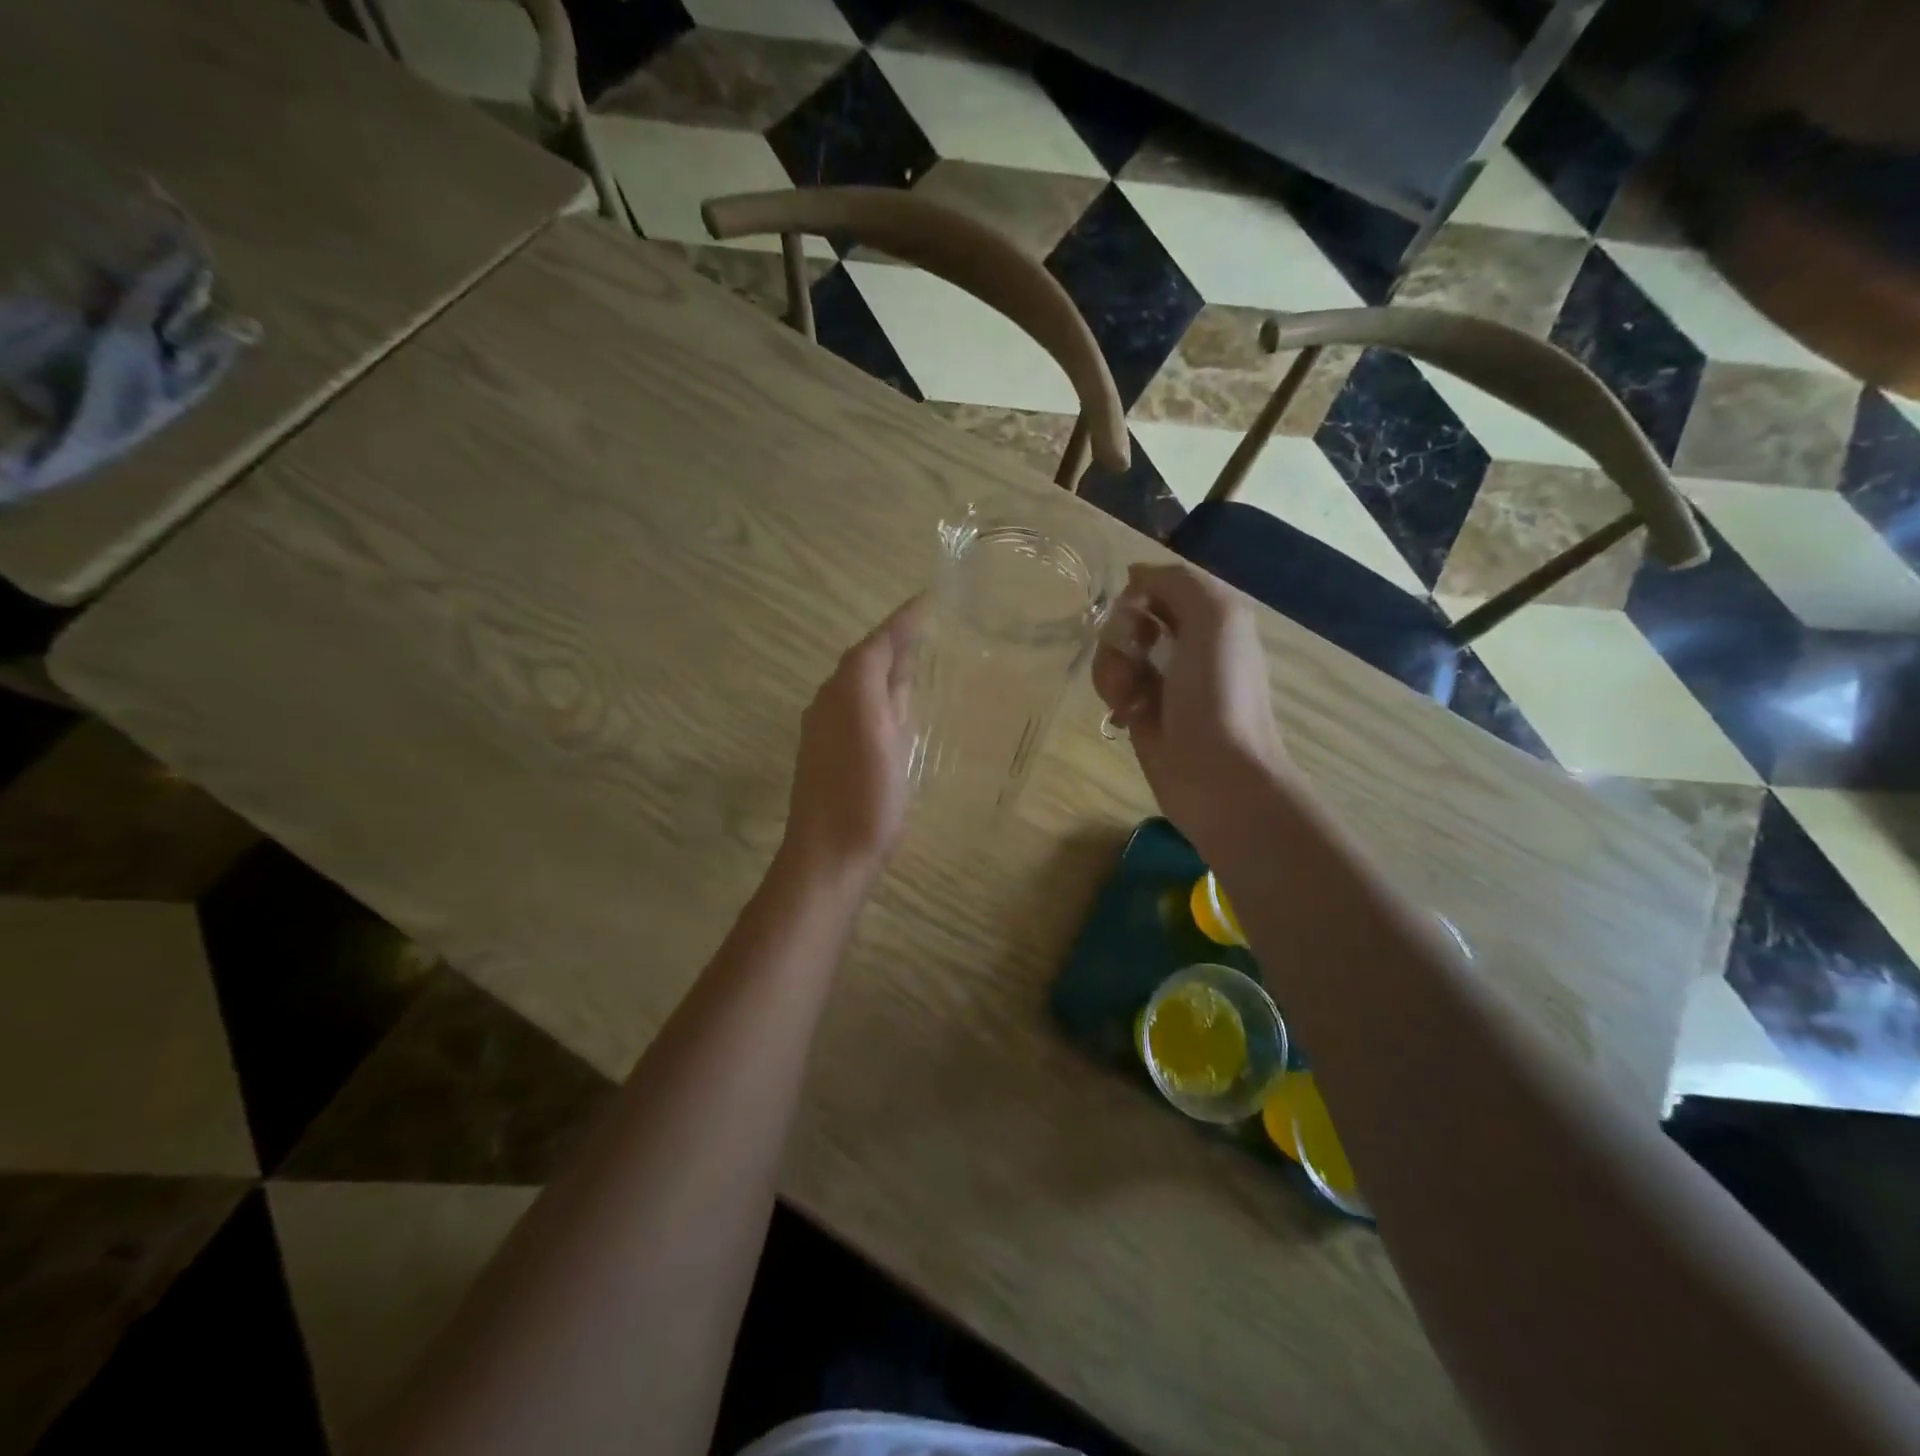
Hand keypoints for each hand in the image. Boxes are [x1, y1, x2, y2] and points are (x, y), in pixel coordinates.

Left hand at [782, 597, 923, 884]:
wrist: (830, 855)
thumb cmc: (863, 796)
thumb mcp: (883, 736)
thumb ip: (889, 690)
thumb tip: (897, 655)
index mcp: (845, 692)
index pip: (876, 644)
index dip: (902, 622)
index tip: (928, 600)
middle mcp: (831, 703)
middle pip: (864, 661)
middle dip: (893, 641)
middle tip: (929, 628)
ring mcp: (828, 731)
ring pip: (860, 685)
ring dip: (886, 668)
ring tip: (919, 660)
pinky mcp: (832, 756)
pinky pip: (859, 709)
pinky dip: (880, 697)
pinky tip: (898, 709)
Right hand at [1092, 564, 1290, 844]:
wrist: (1216, 774)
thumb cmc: (1219, 693)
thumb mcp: (1215, 617)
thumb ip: (1176, 582)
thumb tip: (1135, 574)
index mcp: (1209, 616)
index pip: (1157, 585)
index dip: (1138, 596)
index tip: (1137, 613)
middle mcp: (1185, 642)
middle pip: (1128, 617)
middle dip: (1121, 635)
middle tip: (1136, 659)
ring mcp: (1160, 678)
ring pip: (1113, 651)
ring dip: (1114, 670)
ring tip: (1132, 698)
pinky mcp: (1139, 710)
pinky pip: (1110, 685)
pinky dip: (1113, 695)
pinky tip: (1127, 715)